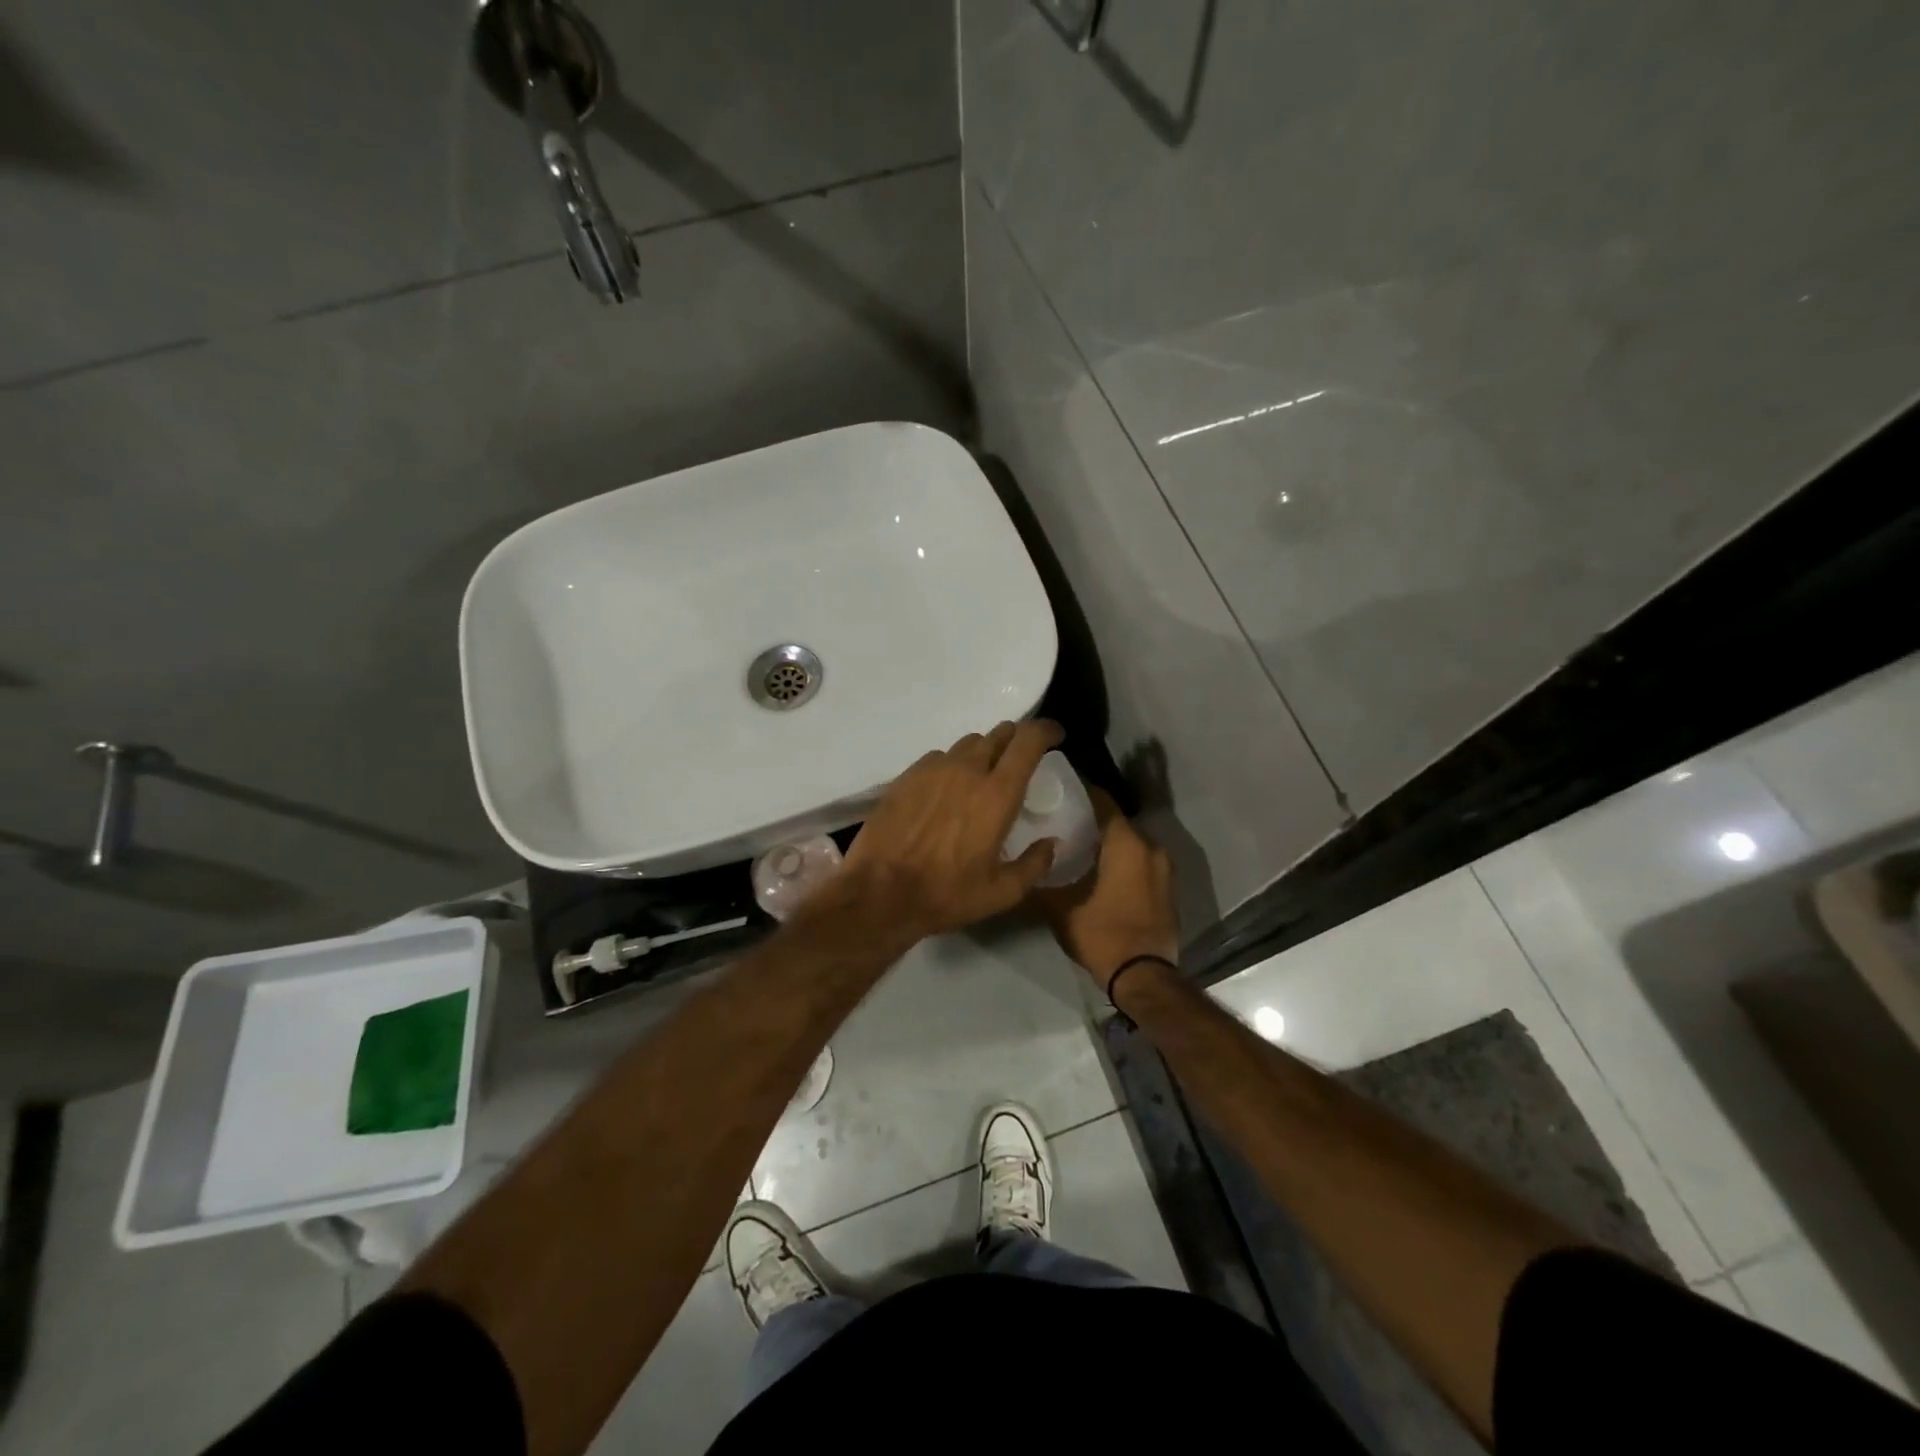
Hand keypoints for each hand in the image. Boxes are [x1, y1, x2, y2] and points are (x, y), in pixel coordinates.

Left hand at [831, 720, 1065, 941]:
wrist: (880, 893)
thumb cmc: (947, 894)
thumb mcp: (1002, 893)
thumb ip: (1035, 864)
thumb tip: (1051, 843)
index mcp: (997, 793)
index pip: (1028, 741)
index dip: (1046, 731)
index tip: (1055, 737)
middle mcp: (967, 770)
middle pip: (998, 734)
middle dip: (1016, 740)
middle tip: (1020, 758)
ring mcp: (933, 769)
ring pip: (967, 744)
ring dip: (983, 753)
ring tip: (982, 776)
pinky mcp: (907, 776)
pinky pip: (938, 757)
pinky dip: (952, 765)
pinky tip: (946, 789)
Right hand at [1038, 789, 1178, 987]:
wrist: (1144, 977)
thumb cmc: (1102, 934)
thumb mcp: (1060, 909)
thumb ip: (1040, 882)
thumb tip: (1023, 867)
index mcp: (1126, 844)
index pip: (1103, 803)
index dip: (1081, 793)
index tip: (1060, 790)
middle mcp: (1151, 848)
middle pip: (1117, 823)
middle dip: (1092, 821)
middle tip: (1063, 821)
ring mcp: (1164, 869)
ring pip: (1131, 845)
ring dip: (1109, 844)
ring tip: (1078, 847)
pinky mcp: (1168, 889)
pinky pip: (1142, 863)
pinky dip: (1124, 862)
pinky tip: (1101, 872)